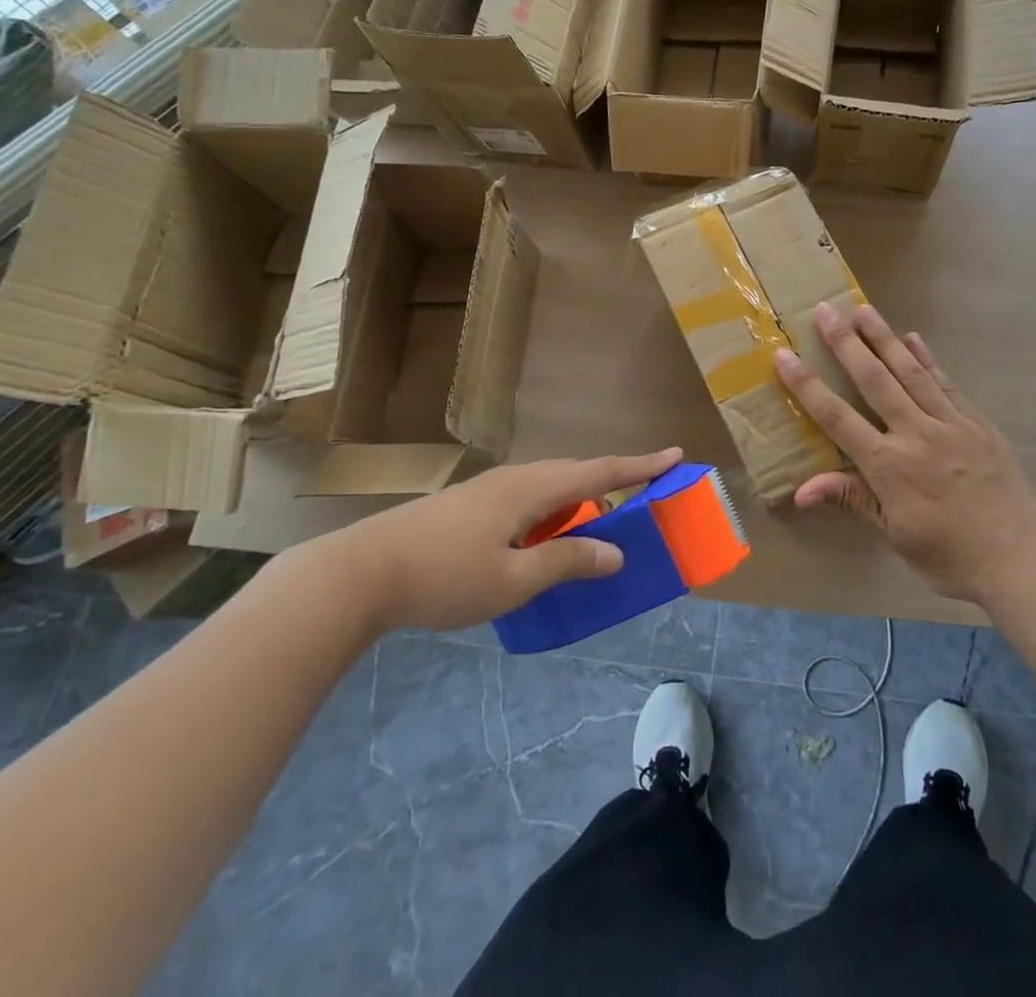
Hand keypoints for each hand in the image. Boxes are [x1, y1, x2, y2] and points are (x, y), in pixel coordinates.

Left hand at [318, 448, 682, 632]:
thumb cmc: (444, 577)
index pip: (600, 471)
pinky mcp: (467, 506)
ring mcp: (487, 490)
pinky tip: (540, 542)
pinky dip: (550, 514)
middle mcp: (514, 479)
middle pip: (575, 474)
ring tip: (591, 528)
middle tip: (639, 499)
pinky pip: (527, 500)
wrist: (359, 573)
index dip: (640, 466)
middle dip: (611, 483)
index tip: (675, 455)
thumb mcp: (513, 580)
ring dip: (577, 502)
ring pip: (548, 487)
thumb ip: (567, 562)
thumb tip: (615, 553)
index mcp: (532, 489)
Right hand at [774, 303, 1035, 604]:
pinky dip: (927, 359)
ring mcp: (950, 423)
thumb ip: (852, 500)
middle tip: (825, 310)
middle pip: (874, 380)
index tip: (785, 355)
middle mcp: (916, 433)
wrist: (1019, 558)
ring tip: (863, 310)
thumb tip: (801, 492)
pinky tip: (913, 339)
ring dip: (884, 339)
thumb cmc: (949, 556)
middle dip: (846, 344)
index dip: (807, 386)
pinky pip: (946, 383)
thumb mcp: (894, 535)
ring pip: (910, 372)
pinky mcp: (977, 422)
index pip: (837, 417)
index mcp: (889, 465)